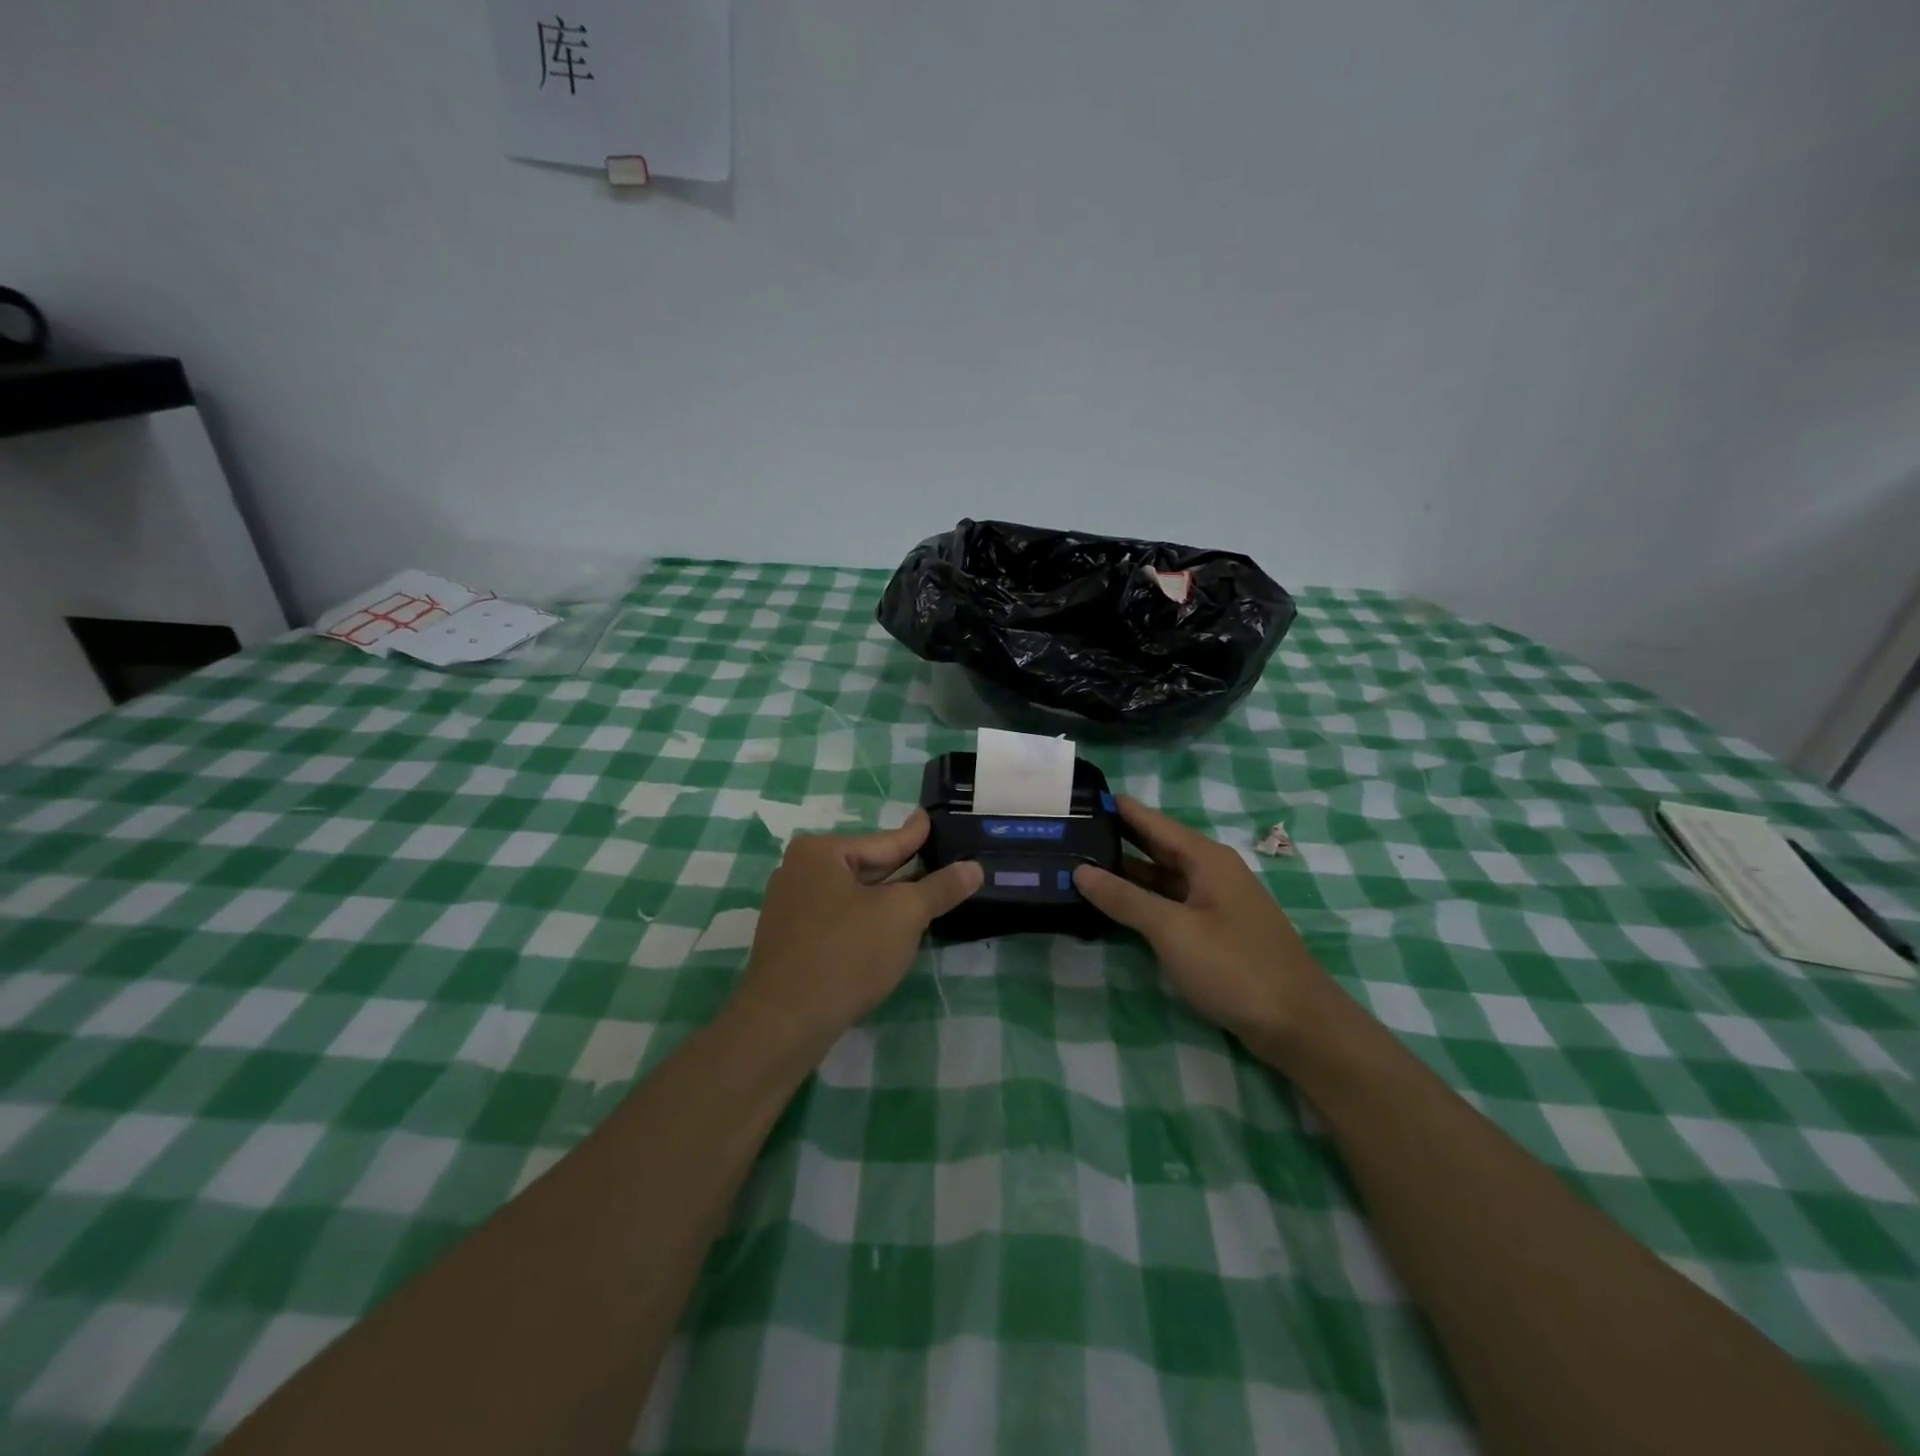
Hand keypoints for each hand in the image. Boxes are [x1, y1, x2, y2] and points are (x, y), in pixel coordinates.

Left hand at [737, 810, 982, 1042]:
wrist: (785, 1022)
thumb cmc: (846, 953)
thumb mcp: (903, 916)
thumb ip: (939, 888)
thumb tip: (974, 868)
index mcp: (820, 852)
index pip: (883, 842)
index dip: (915, 836)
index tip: (929, 819)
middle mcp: (798, 870)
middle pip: (866, 867)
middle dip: (903, 871)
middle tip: (937, 862)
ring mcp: (790, 907)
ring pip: (853, 896)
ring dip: (886, 901)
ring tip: (922, 896)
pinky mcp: (790, 940)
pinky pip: (838, 919)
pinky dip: (865, 922)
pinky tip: (887, 933)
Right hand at [1073, 797, 1330, 1054]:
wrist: (1297, 1024)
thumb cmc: (1234, 965)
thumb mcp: (1172, 929)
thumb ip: (1125, 898)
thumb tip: (1080, 870)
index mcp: (1206, 858)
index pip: (1152, 821)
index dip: (1117, 808)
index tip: (1078, 797)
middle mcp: (1211, 872)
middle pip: (1156, 846)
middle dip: (1116, 838)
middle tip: (1067, 831)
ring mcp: (1214, 903)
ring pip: (1161, 878)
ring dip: (1125, 873)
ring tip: (1078, 865)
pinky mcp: (1214, 932)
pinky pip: (1169, 904)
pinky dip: (1142, 901)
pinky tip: (1114, 906)